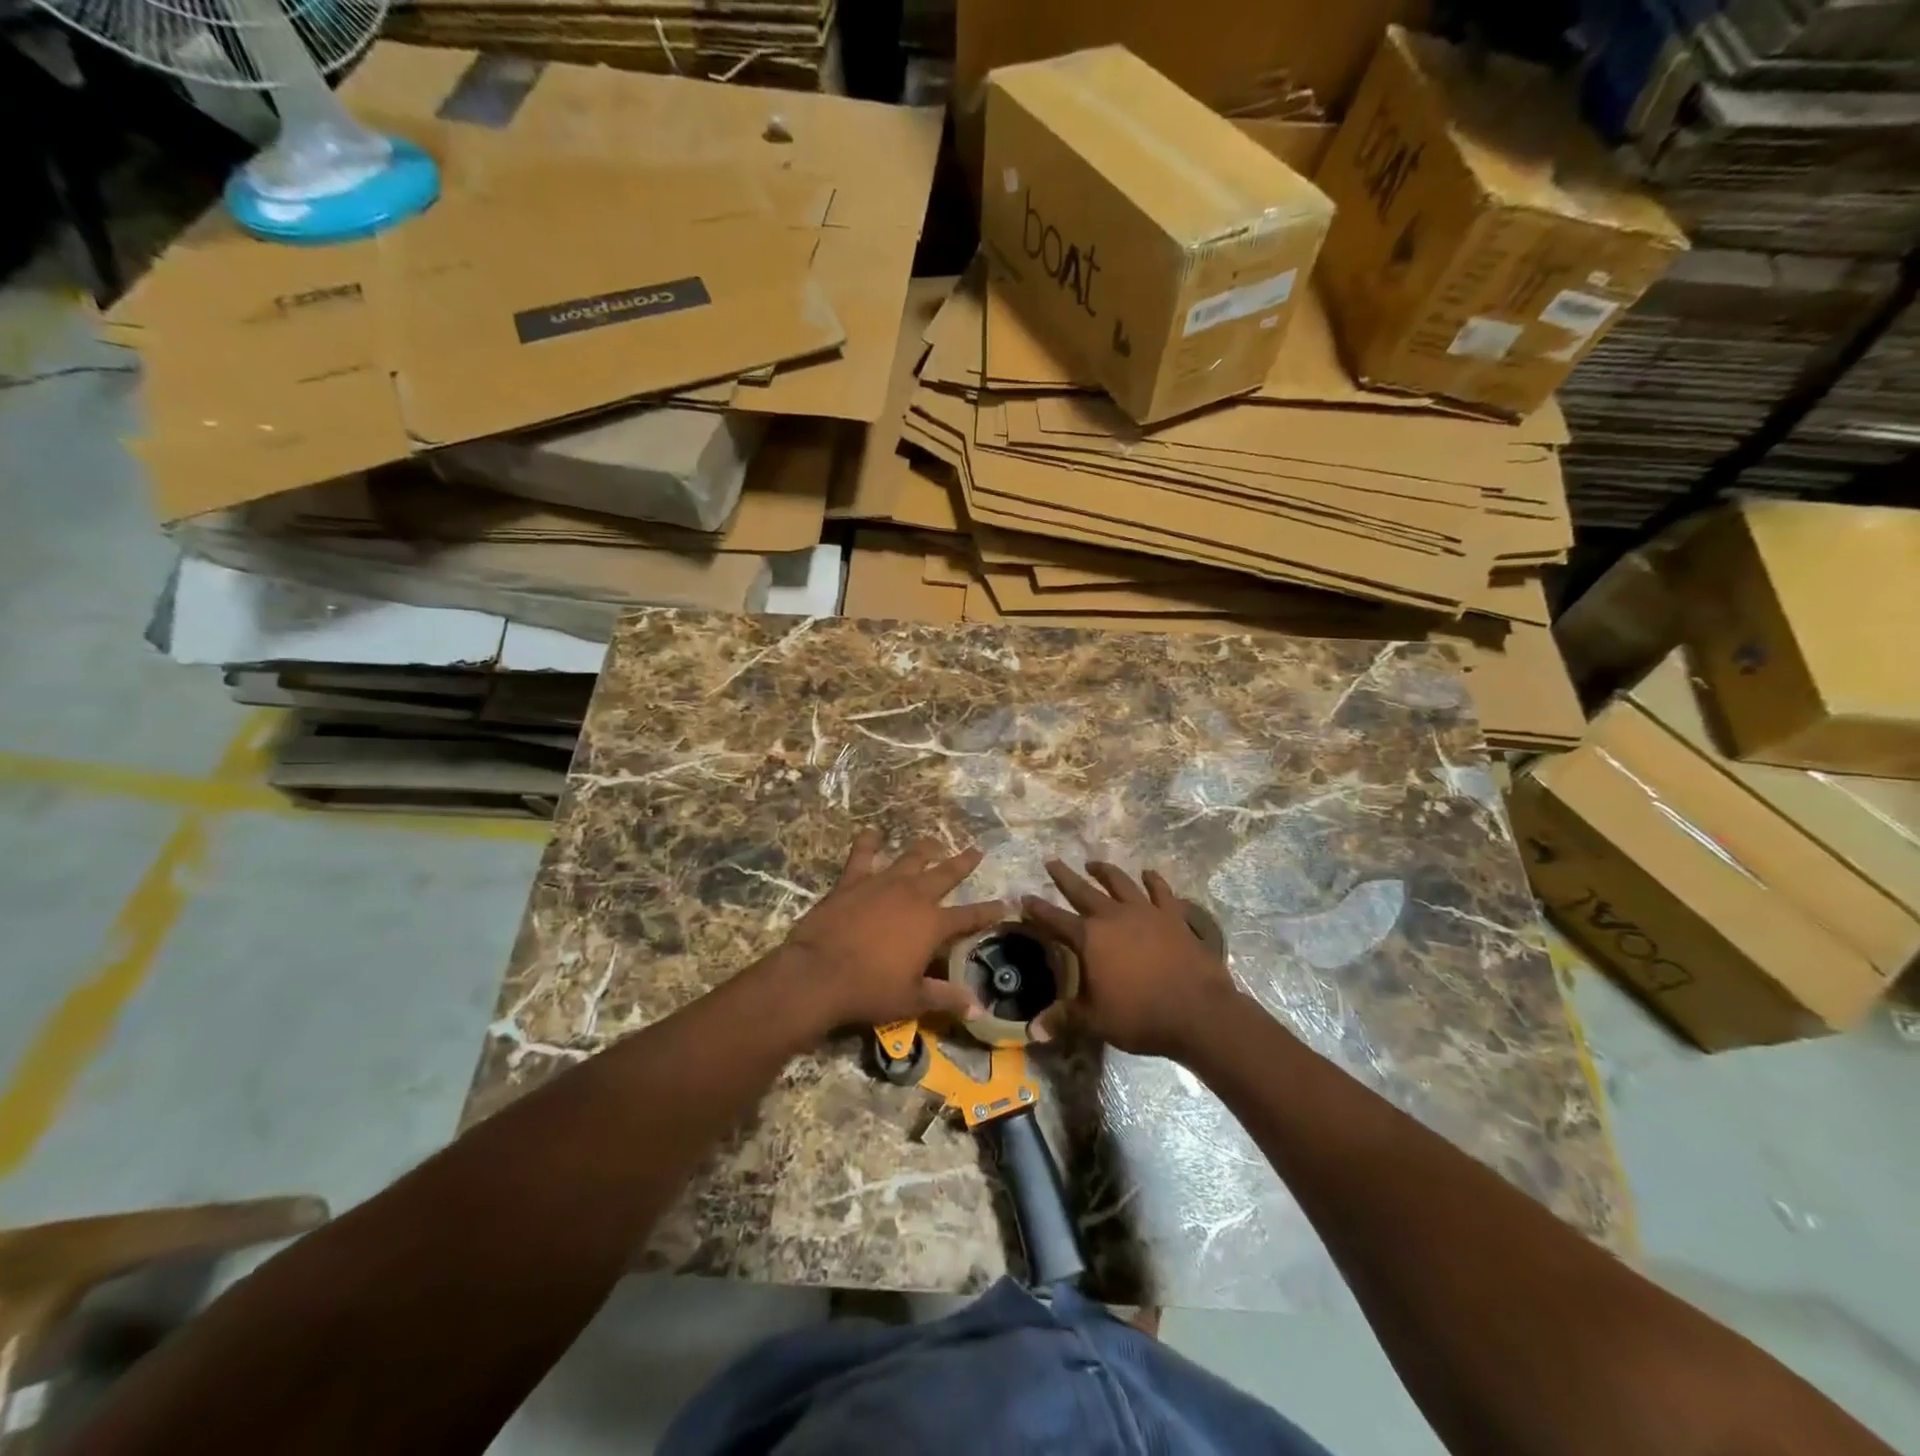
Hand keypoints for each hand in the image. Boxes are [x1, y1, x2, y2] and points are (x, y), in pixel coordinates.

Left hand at [779, 829, 1004, 1034]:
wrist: (819, 973)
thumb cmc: (869, 989)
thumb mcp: (912, 999)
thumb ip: (945, 997)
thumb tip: (977, 1007)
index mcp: (933, 924)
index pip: (970, 916)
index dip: (989, 911)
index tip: (1005, 903)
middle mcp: (914, 896)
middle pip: (946, 874)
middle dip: (963, 863)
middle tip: (976, 851)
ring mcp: (883, 883)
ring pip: (911, 858)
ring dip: (925, 849)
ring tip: (934, 842)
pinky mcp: (853, 880)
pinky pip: (863, 854)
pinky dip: (868, 842)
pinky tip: (872, 833)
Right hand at [1023, 861, 1238, 1059]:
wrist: (1197, 1011)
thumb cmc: (1140, 1016)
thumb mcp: (1095, 1021)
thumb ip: (1063, 1018)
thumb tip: (1032, 1030)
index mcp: (1089, 938)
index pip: (1055, 920)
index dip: (1037, 910)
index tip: (1024, 898)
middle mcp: (1113, 916)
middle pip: (1083, 891)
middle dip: (1064, 877)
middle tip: (1052, 862)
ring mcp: (1146, 912)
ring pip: (1120, 883)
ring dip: (1105, 871)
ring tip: (1094, 863)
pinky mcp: (1173, 916)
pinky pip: (1161, 892)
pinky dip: (1153, 881)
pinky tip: (1148, 873)